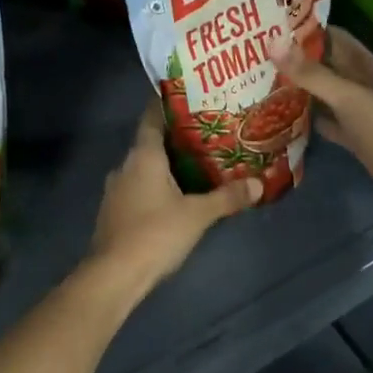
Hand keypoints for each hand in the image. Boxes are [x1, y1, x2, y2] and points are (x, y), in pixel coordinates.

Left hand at [87, 106, 261, 289]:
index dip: (169, 104)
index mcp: (143, 155)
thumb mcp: (197, 215)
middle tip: (208, 134)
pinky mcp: (114, 211)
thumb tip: (259, 184)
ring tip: (197, 164)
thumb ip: (227, 197)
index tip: (191, 98)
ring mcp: (116, 189)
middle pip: (151, 142)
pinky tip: (176, 196)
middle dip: (177, 138)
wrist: (113, 275)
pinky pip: (138, 187)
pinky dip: (156, 185)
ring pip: (144, 167)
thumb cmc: (155, 234)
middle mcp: (125, 165)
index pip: (153, 117)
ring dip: (166, 164)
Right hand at [274, 27, 372, 214]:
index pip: (335, 37)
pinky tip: (285, 116)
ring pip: (326, 93)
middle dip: (298, 59)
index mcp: (368, 67)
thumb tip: (272, 41)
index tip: (273, 26)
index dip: (307, 30)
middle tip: (259, 54)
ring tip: (265, 80)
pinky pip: (328, 121)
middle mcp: (364, 84)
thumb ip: (311, 73)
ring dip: (302, 88)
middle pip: (328, 65)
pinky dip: (311, 118)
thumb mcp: (348, 98)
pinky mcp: (356, 137)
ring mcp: (360, 112)